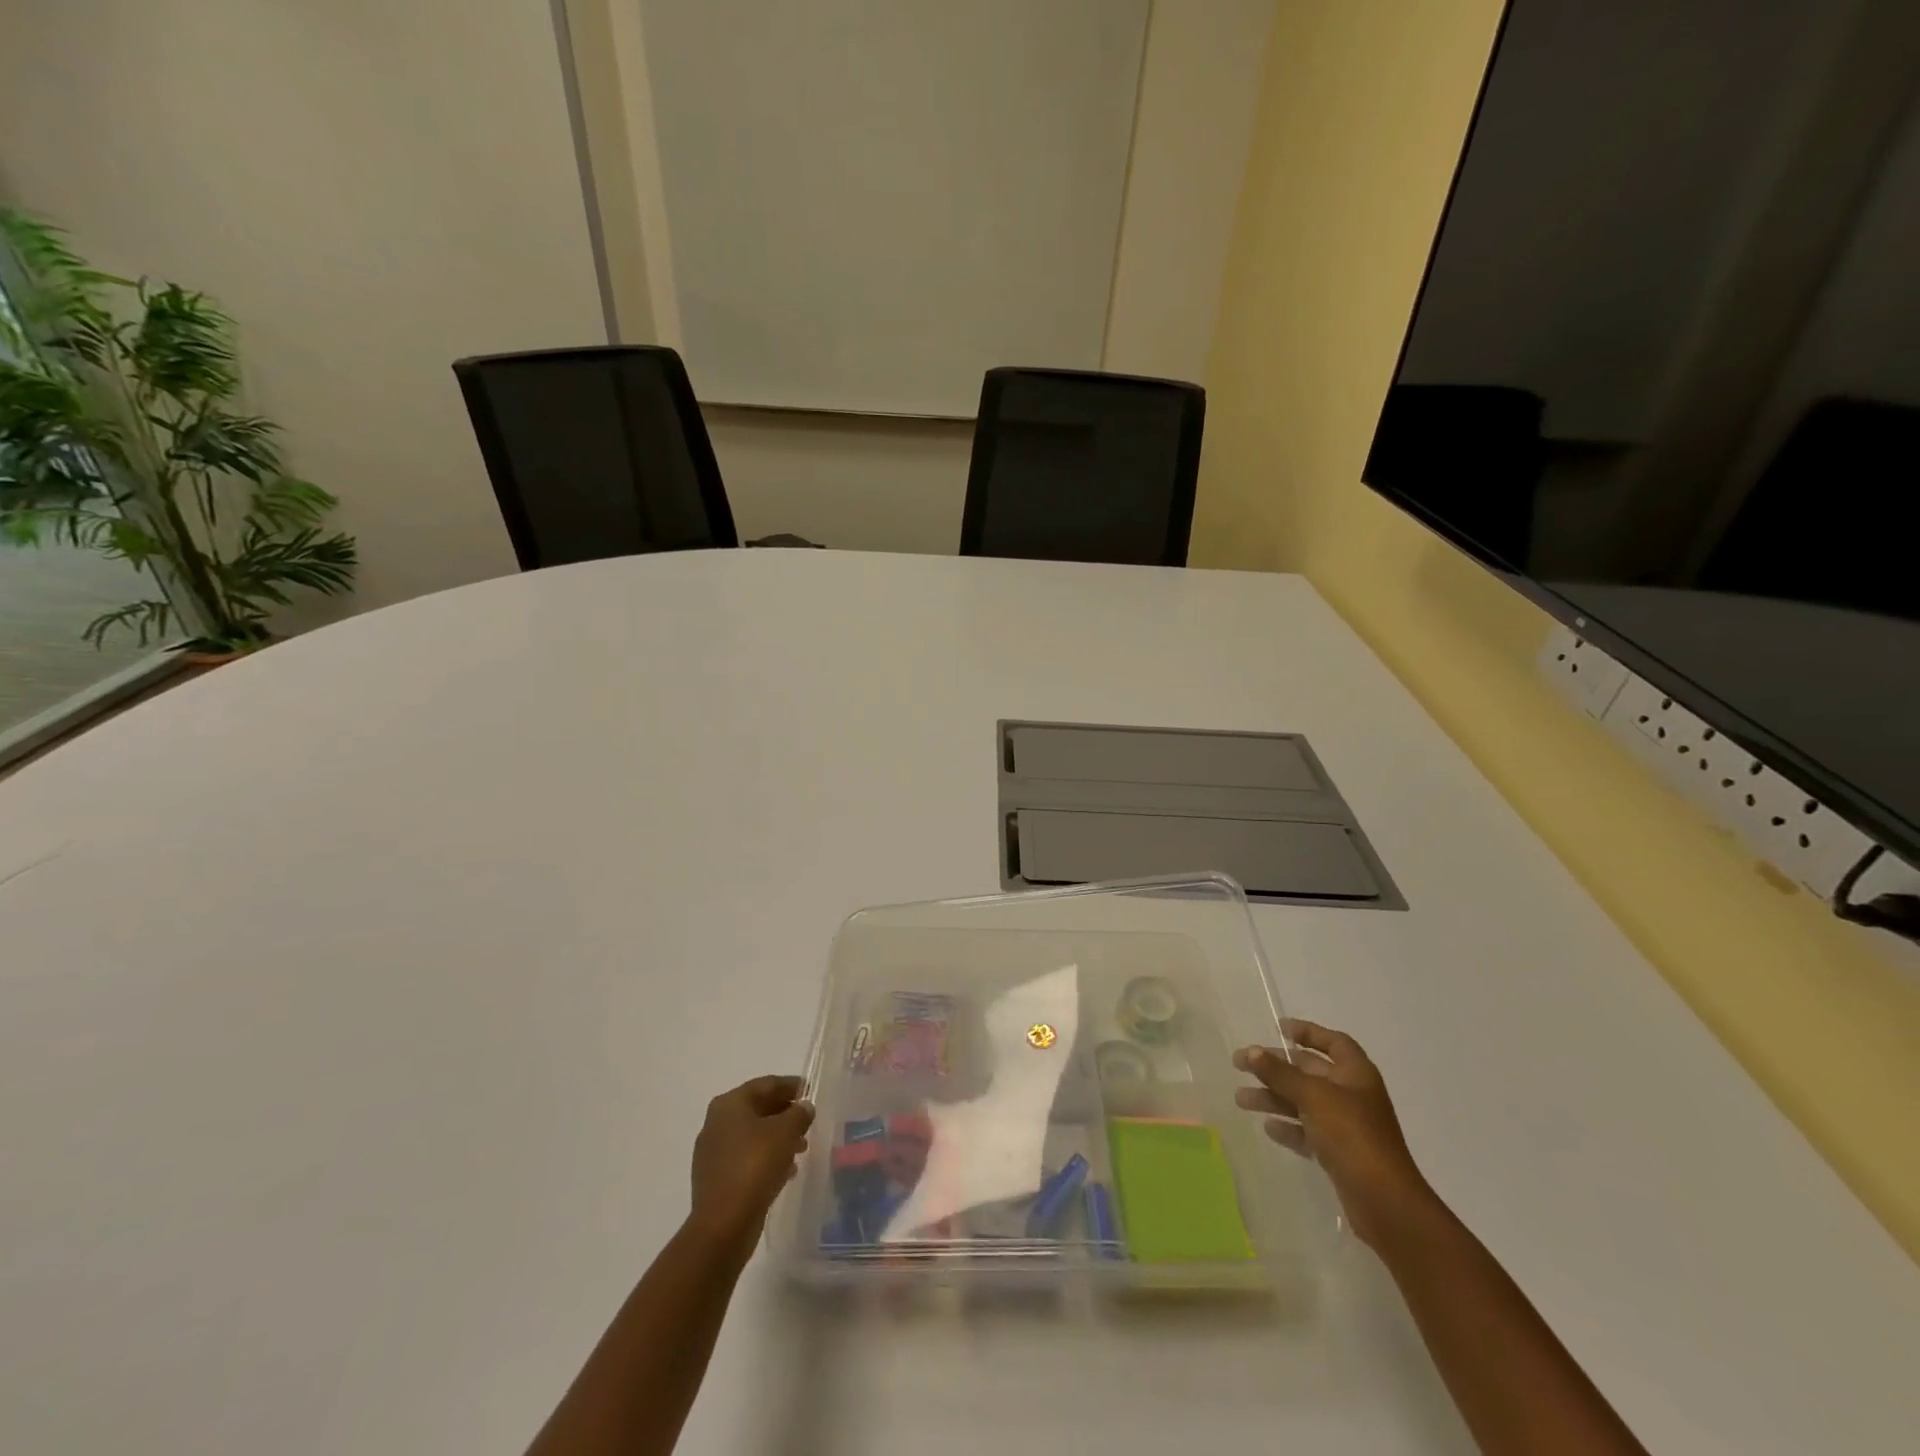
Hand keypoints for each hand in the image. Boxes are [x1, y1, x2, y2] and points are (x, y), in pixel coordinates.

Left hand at [688, 1075, 815, 1247]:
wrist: (723, 1225)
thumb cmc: (755, 1166)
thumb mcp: (786, 1132)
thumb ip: (799, 1114)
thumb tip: (804, 1107)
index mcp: (730, 1104)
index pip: (766, 1084)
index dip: (791, 1085)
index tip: (811, 1091)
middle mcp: (717, 1123)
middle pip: (758, 1109)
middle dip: (785, 1113)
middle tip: (808, 1121)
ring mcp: (713, 1153)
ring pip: (752, 1135)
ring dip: (778, 1138)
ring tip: (802, 1148)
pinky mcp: (716, 1179)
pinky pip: (746, 1159)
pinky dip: (766, 1158)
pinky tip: (786, 1171)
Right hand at [1234, 1020, 1436, 1248]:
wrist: (1384, 1201)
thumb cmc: (1352, 1135)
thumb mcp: (1312, 1096)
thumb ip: (1280, 1073)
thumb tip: (1251, 1051)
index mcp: (1355, 1074)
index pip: (1332, 1042)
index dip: (1308, 1032)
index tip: (1278, 1028)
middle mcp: (1352, 1095)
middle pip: (1310, 1071)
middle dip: (1276, 1066)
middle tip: (1240, 1064)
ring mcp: (1346, 1126)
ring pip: (1303, 1102)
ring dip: (1274, 1097)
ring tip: (1240, 1099)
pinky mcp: (1339, 1153)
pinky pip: (1307, 1131)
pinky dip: (1288, 1127)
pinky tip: (1267, 1127)